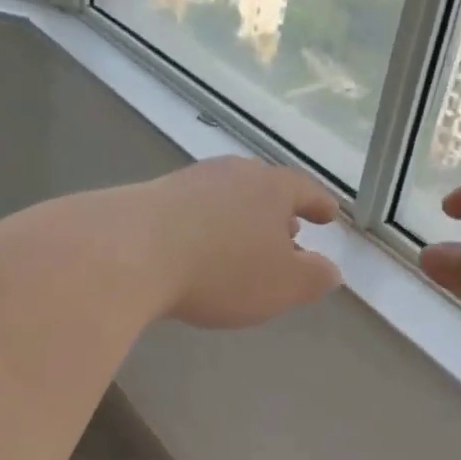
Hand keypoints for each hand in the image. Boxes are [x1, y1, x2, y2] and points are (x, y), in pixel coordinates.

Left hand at [142, 156, 342, 328]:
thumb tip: (331, 271)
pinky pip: (194, 211)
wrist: (130, 252)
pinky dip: (208, 227)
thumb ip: (314, 278)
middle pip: (264, 189)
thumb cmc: (223, 269)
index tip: (330, 215)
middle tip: (290, 231)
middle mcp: (232, 174)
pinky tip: (200, 248)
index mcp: (271, 188)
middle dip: (279, 213)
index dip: (319, 205)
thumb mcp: (283, 285)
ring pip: (228, 198)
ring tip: (245, 243)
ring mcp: (189, 182)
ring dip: (242, 220)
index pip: (305, 190)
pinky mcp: (151, 197)